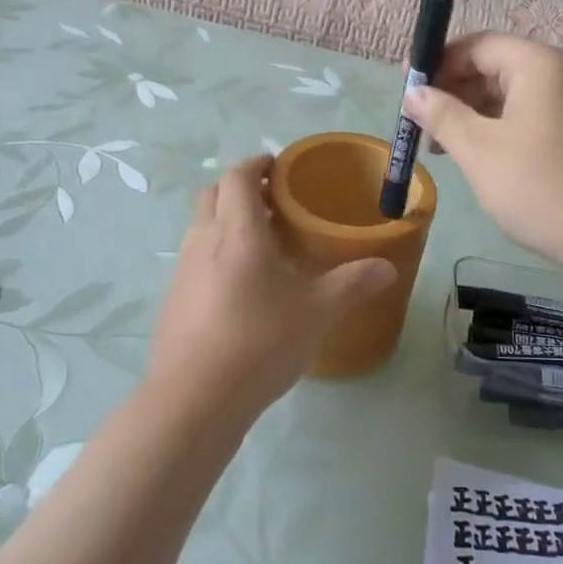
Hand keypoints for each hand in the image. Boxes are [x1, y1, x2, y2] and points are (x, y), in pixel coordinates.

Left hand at [144, 157, 395, 422]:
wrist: (195, 399)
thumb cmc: (260, 342)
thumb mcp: (317, 312)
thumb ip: (352, 284)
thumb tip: (388, 267)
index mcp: (237, 231)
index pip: (238, 176)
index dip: (258, 164)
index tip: (281, 168)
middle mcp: (203, 240)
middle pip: (213, 194)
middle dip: (241, 189)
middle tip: (276, 204)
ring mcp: (183, 270)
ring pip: (202, 226)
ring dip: (227, 221)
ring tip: (264, 245)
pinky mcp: (174, 299)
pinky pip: (196, 258)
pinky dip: (217, 253)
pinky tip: (243, 287)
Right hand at [403, 34, 562, 271]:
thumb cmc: (541, 188)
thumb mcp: (480, 151)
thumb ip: (442, 115)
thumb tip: (414, 93)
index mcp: (541, 64)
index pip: (479, 45)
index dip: (439, 63)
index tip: (408, 91)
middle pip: (498, 66)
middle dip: (455, 91)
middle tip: (421, 125)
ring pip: (515, 94)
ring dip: (476, 113)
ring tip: (445, 147)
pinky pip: (534, 114)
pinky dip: (503, 127)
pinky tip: (483, 156)